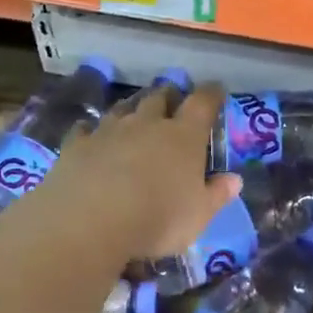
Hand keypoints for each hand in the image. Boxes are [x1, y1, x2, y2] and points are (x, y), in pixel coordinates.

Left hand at [43, 81, 241, 260]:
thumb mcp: (199, 215)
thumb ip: (217, 194)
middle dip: (168, 96)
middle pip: (159, 97)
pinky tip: (90, 134)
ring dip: (132, 108)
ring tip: (135, 114)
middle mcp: (147, 123)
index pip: (202, 103)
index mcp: (183, 136)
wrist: (90, 222)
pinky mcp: (77, 144)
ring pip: (123, 108)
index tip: (216, 90)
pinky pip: (85, 129)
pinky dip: (91, 130)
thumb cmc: (158, 218)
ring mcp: (109, 130)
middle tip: (172, 101)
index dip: (211, 94)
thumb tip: (235, 180)